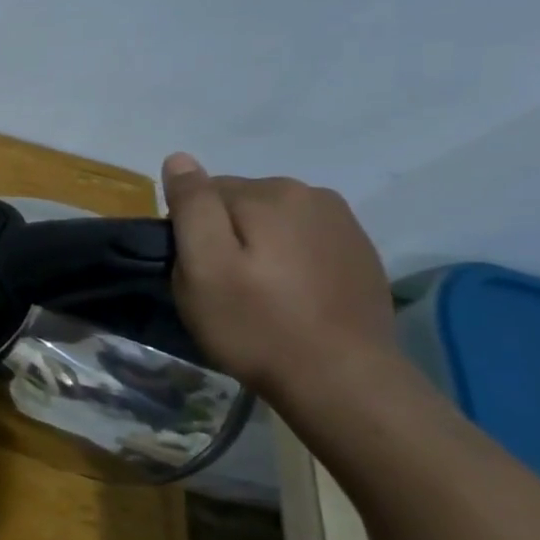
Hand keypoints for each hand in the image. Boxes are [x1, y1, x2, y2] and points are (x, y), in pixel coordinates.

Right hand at [162, 153, 397, 400]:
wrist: (343, 380)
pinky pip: (304, 243)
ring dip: (258, 247)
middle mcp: (312, 194)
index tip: (197, 272)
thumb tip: (179, 158)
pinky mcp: (359, 254)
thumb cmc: (257, 324)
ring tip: (258, 294)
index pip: (205, 193)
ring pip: (273, 223)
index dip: (191, 232)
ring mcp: (343, 224)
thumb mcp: (204, 266)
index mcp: (271, 193)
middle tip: (222, 288)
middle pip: (241, 204)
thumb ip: (192, 206)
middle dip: (225, 236)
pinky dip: (289, 261)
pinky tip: (291, 298)